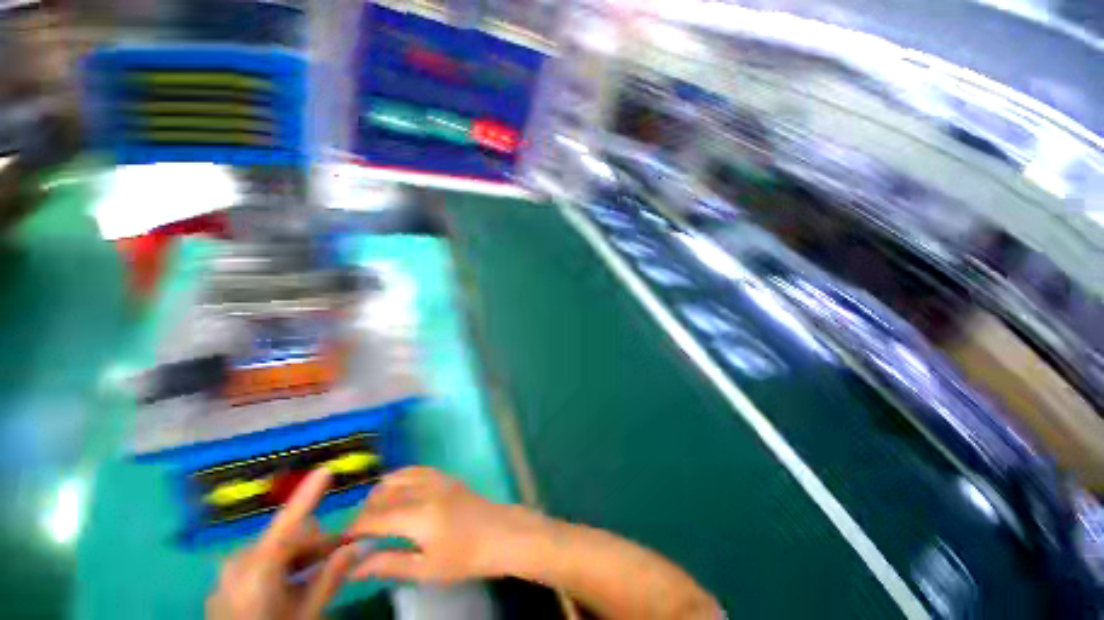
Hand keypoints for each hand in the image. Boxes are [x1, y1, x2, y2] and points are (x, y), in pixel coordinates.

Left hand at [206, 469, 357, 619]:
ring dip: (300, 555)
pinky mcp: (225, 583)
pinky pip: (259, 562)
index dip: (308, 495)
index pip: (288, 523)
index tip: (325, 469)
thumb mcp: (307, 614)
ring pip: (275, 548)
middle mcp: (239, 562)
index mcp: (257, 568)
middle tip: (339, 557)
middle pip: (287, 536)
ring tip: (316, 574)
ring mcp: (228, 573)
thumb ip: (330, 578)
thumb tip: (359, 546)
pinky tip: (292, 585)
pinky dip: (281, 566)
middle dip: (315, 543)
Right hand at [346, 466, 535, 582]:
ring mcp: (438, 480)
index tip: (341, 540)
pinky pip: (417, 470)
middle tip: (356, 530)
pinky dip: (401, 477)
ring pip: (400, 476)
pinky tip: (398, 489)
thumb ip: (389, 564)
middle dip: (366, 509)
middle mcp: (425, 491)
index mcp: (418, 516)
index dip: (355, 528)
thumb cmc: (465, 557)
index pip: (376, 518)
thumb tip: (354, 567)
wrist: (501, 534)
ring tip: (373, 509)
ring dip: (381, 490)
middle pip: (385, 493)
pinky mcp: (447, 477)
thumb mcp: (425, 569)